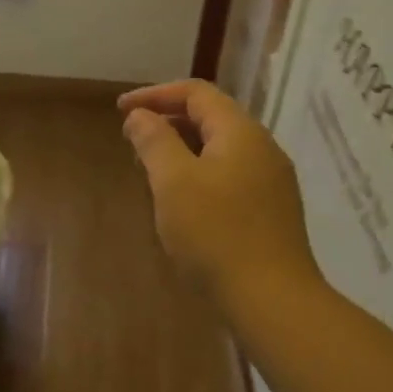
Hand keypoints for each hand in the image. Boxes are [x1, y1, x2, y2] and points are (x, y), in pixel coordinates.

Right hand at [118, 80, 321, 306]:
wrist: (272, 299)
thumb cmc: (216, 235)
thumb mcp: (174, 182)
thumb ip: (154, 142)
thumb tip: (140, 116)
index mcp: (241, 132)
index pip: (196, 92)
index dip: (155, 95)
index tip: (120, 110)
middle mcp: (262, 148)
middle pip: (211, 117)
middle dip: (168, 122)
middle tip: (133, 143)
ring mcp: (271, 181)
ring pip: (220, 149)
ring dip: (183, 150)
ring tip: (151, 172)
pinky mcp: (271, 210)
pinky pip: (230, 175)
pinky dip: (200, 174)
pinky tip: (183, 202)